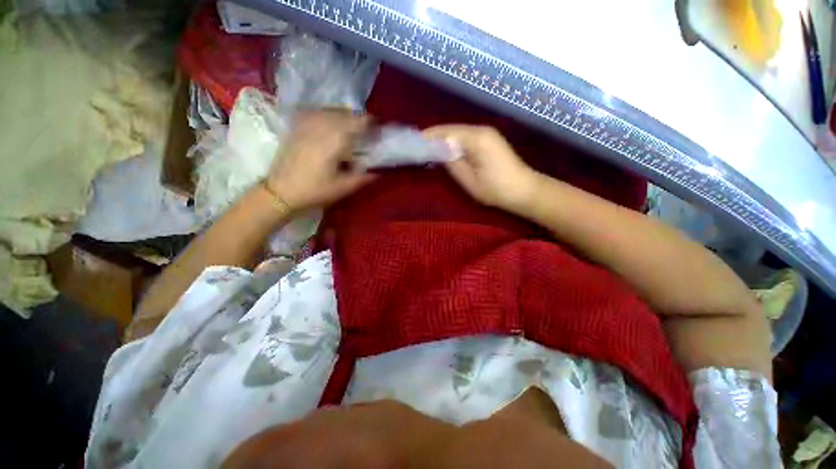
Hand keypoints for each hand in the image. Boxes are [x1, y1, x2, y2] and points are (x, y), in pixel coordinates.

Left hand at [266, 110, 375, 211]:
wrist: (281, 192)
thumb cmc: (315, 191)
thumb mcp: (343, 188)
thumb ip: (363, 178)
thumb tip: (379, 171)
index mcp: (334, 142)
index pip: (355, 123)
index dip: (369, 122)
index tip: (377, 127)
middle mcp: (320, 129)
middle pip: (343, 114)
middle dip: (357, 118)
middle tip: (366, 129)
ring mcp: (306, 127)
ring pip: (329, 111)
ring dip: (343, 115)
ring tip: (350, 124)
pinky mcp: (296, 129)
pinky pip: (314, 114)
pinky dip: (326, 114)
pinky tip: (329, 121)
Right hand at [424, 125, 539, 212]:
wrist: (524, 190)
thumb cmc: (496, 189)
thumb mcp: (469, 180)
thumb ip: (452, 163)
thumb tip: (439, 150)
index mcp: (476, 138)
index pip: (447, 132)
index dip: (429, 136)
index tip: (414, 142)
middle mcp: (481, 130)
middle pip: (452, 129)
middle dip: (434, 136)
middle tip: (418, 146)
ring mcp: (487, 134)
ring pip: (459, 132)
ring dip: (443, 139)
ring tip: (427, 148)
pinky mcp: (489, 140)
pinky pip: (466, 138)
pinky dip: (454, 142)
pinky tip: (445, 150)